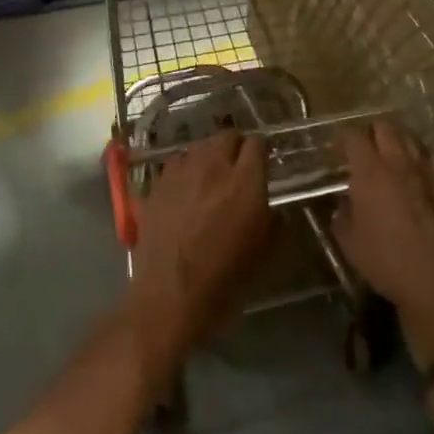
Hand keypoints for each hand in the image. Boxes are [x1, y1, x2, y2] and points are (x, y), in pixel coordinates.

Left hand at [125, 131, 275, 372]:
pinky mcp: (157, 185)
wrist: (170, 297)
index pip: (257, 143)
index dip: (262, 151)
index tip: (264, 164)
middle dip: (236, 147)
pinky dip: (185, 170)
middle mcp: (212, 167)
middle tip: (239, 168)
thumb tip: (275, 210)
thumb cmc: (226, 280)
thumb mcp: (267, 256)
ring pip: (199, 146)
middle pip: (226, 136)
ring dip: (209, 156)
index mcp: (245, 181)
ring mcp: (180, 173)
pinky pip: (176, 164)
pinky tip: (186, 190)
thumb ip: (277, 223)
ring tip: (211, 177)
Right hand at [334, 122, 433, 349]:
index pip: (352, 136)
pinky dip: (423, 160)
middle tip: (366, 150)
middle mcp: (400, 160)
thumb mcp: (349, 242)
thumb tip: (345, 205)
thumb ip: (343, 215)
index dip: (343, 138)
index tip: (338, 148)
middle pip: (385, 126)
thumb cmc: (388, 260)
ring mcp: (430, 168)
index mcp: (370, 170)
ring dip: (399, 142)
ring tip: (394, 158)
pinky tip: (421, 175)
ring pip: (412, 138)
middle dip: (372, 133)